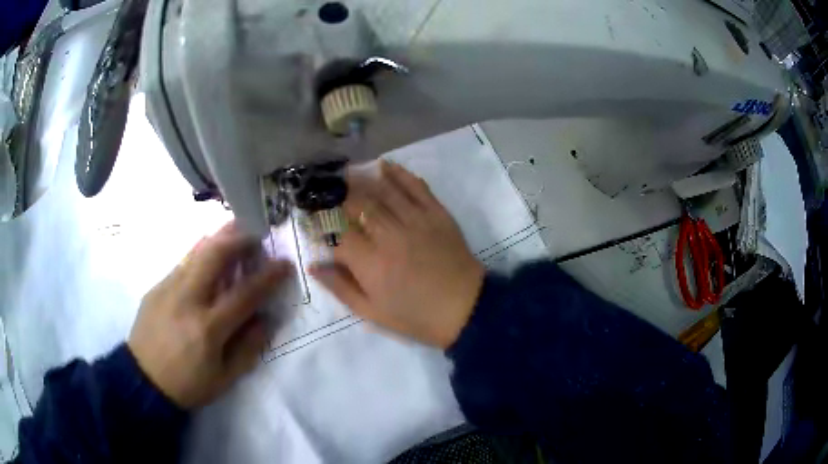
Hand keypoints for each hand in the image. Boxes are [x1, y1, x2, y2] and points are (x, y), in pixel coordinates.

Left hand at [128, 223, 289, 408]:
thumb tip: (265, 319)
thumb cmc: (188, 384)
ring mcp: (168, 289)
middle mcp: (187, 300)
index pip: (245, 293)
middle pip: (215, 255)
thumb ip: (248, 348)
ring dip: (220, 238)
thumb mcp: (225, 378)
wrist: (143, 380)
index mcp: (208, 327)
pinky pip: (183, 263)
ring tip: (236, 231)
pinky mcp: (156, 287)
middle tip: (256, 234)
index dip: (269, 276)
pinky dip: (201, 253)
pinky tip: (208, 256)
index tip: (284, 263)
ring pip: (196, 252)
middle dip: (240, 238)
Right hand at [310, 161, 484, 348]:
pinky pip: (416, 186)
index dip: (320, 224)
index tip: (312, 219)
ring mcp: (416, 220)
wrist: (465, 309)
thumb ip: (340, 287)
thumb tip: (313, 265)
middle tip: (325, 188)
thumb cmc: (416, 316)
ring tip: (346, 172)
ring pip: (383, 190)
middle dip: (337, 194)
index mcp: (370, 263)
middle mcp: (389, 235)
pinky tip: (384, 165)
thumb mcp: (372, 313)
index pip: (336, 233)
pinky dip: (399, 173)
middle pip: (357, 204)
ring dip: (361, 178)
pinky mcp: (437, 214)